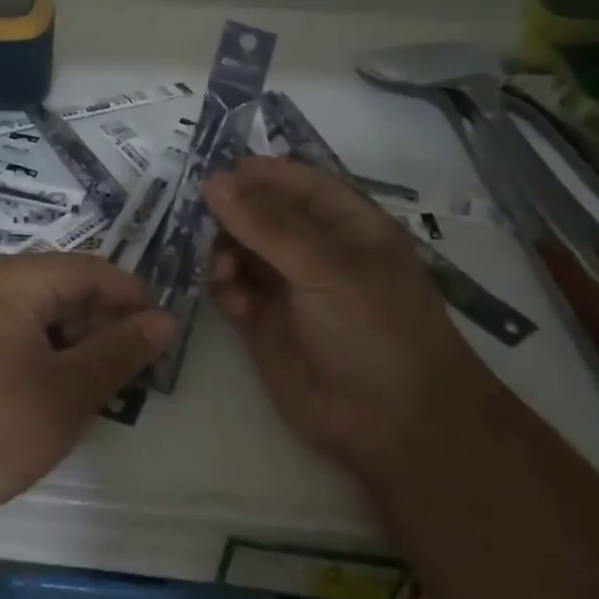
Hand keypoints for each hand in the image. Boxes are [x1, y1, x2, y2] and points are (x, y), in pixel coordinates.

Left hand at [0, 252, 173, 524]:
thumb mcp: (68, 392)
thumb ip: (121, 352)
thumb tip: (163, 321)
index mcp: (14, 278)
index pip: (93, 271)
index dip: (133, 301)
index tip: (159, 341)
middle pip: (65, 288)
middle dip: (103, 325)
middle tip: (128, 374)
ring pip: (40, 312)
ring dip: (75, 343)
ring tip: (94, 388)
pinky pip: (14, 331)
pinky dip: (43, 353)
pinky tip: (52, 392)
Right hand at [205, 156, 494, 479]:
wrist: (393, 422)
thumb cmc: (374, 328)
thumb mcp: (325, 267)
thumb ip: (266, 224)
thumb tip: (214, 181)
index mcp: (344, 223)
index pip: (294, 182)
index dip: (256, 176)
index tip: (212, 179)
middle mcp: (314, 249)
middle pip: (259, 214)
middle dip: (231, 217)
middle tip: (205, 227)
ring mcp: (289, 287)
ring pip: (240, 251)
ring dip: (224, 254)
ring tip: (224, 273)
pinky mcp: (265, 324)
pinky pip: (234, 292)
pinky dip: (227, 291)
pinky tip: (235, 305)